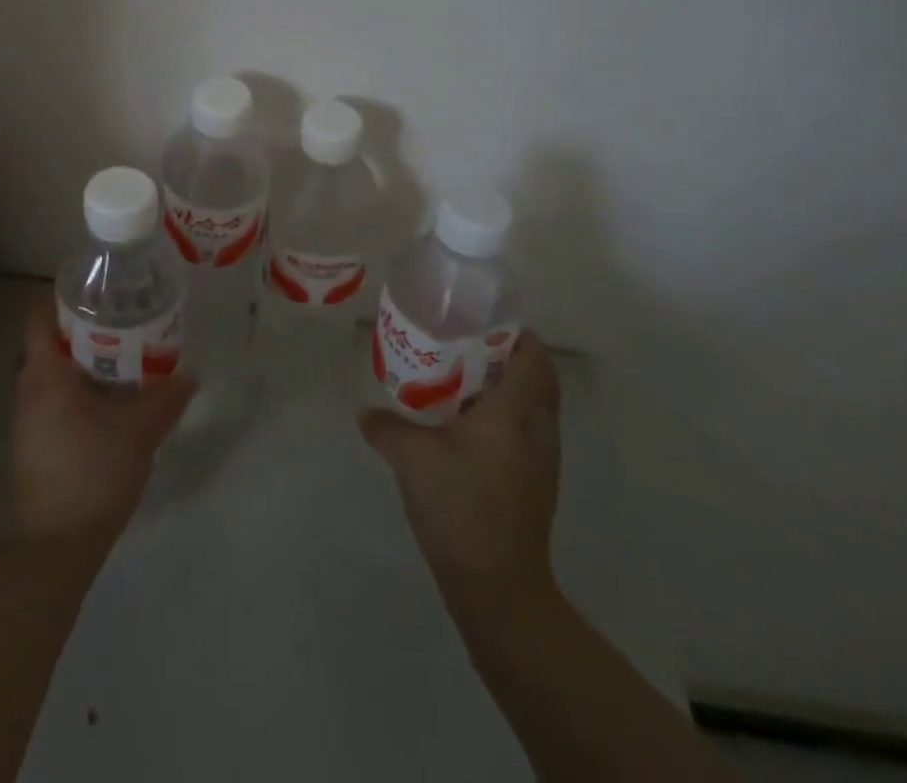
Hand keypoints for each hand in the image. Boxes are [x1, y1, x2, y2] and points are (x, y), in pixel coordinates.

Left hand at [12, 298, 195, 559]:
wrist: (56, 547)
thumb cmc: (93, 472)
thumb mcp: (139, 430)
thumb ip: (166, 398)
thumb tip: (188, 375)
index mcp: (44, 374)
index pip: (39, 316)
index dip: (64, 297)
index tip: (98, 292)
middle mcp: (27, 390)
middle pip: (49, 343)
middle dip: (84, 329)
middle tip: (123, 322)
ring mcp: (26, 421)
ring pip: (54, 374)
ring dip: (84, 363)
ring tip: (124, 359)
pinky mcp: (33, 446)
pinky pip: (54, 401)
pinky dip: (78, 391)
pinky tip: (110, 404)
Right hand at [359, 332, 561, 607]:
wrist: (497, 586)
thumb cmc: (459, 505)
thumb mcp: (410, 458)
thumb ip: (385, 427)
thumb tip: (363, 411)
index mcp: (513, 413)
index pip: (534, 358)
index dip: (516, 333)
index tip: (482, 320)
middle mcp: (537, 431)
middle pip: (539, 379)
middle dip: (510, 357)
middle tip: (467, 344)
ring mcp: (542, 461)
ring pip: (534, 407)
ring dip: (508, 388)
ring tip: (462, 379)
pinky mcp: (537, 484)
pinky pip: (527, 432)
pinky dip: (506, 417)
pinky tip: (466, 426)